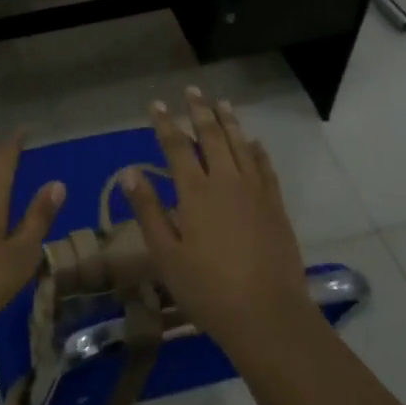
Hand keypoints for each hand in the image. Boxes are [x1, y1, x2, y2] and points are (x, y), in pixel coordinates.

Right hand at [119, 88, 308, 354]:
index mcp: (195, 192)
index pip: (176, 146)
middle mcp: (226, 181)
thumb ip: (148, 210)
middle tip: (193, 90)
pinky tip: (253, 142)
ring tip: (222, 102)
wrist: (267, 314)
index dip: (165, 123)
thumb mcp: (166, 255)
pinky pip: (264, 166)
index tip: (156, 104)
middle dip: (199, 111)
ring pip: (240, 144)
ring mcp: (254, 191)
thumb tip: (130, 172)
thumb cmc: (207, 289)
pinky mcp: (275, 205)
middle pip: (211, 136)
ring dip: (229, 121)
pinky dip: (256, 150)